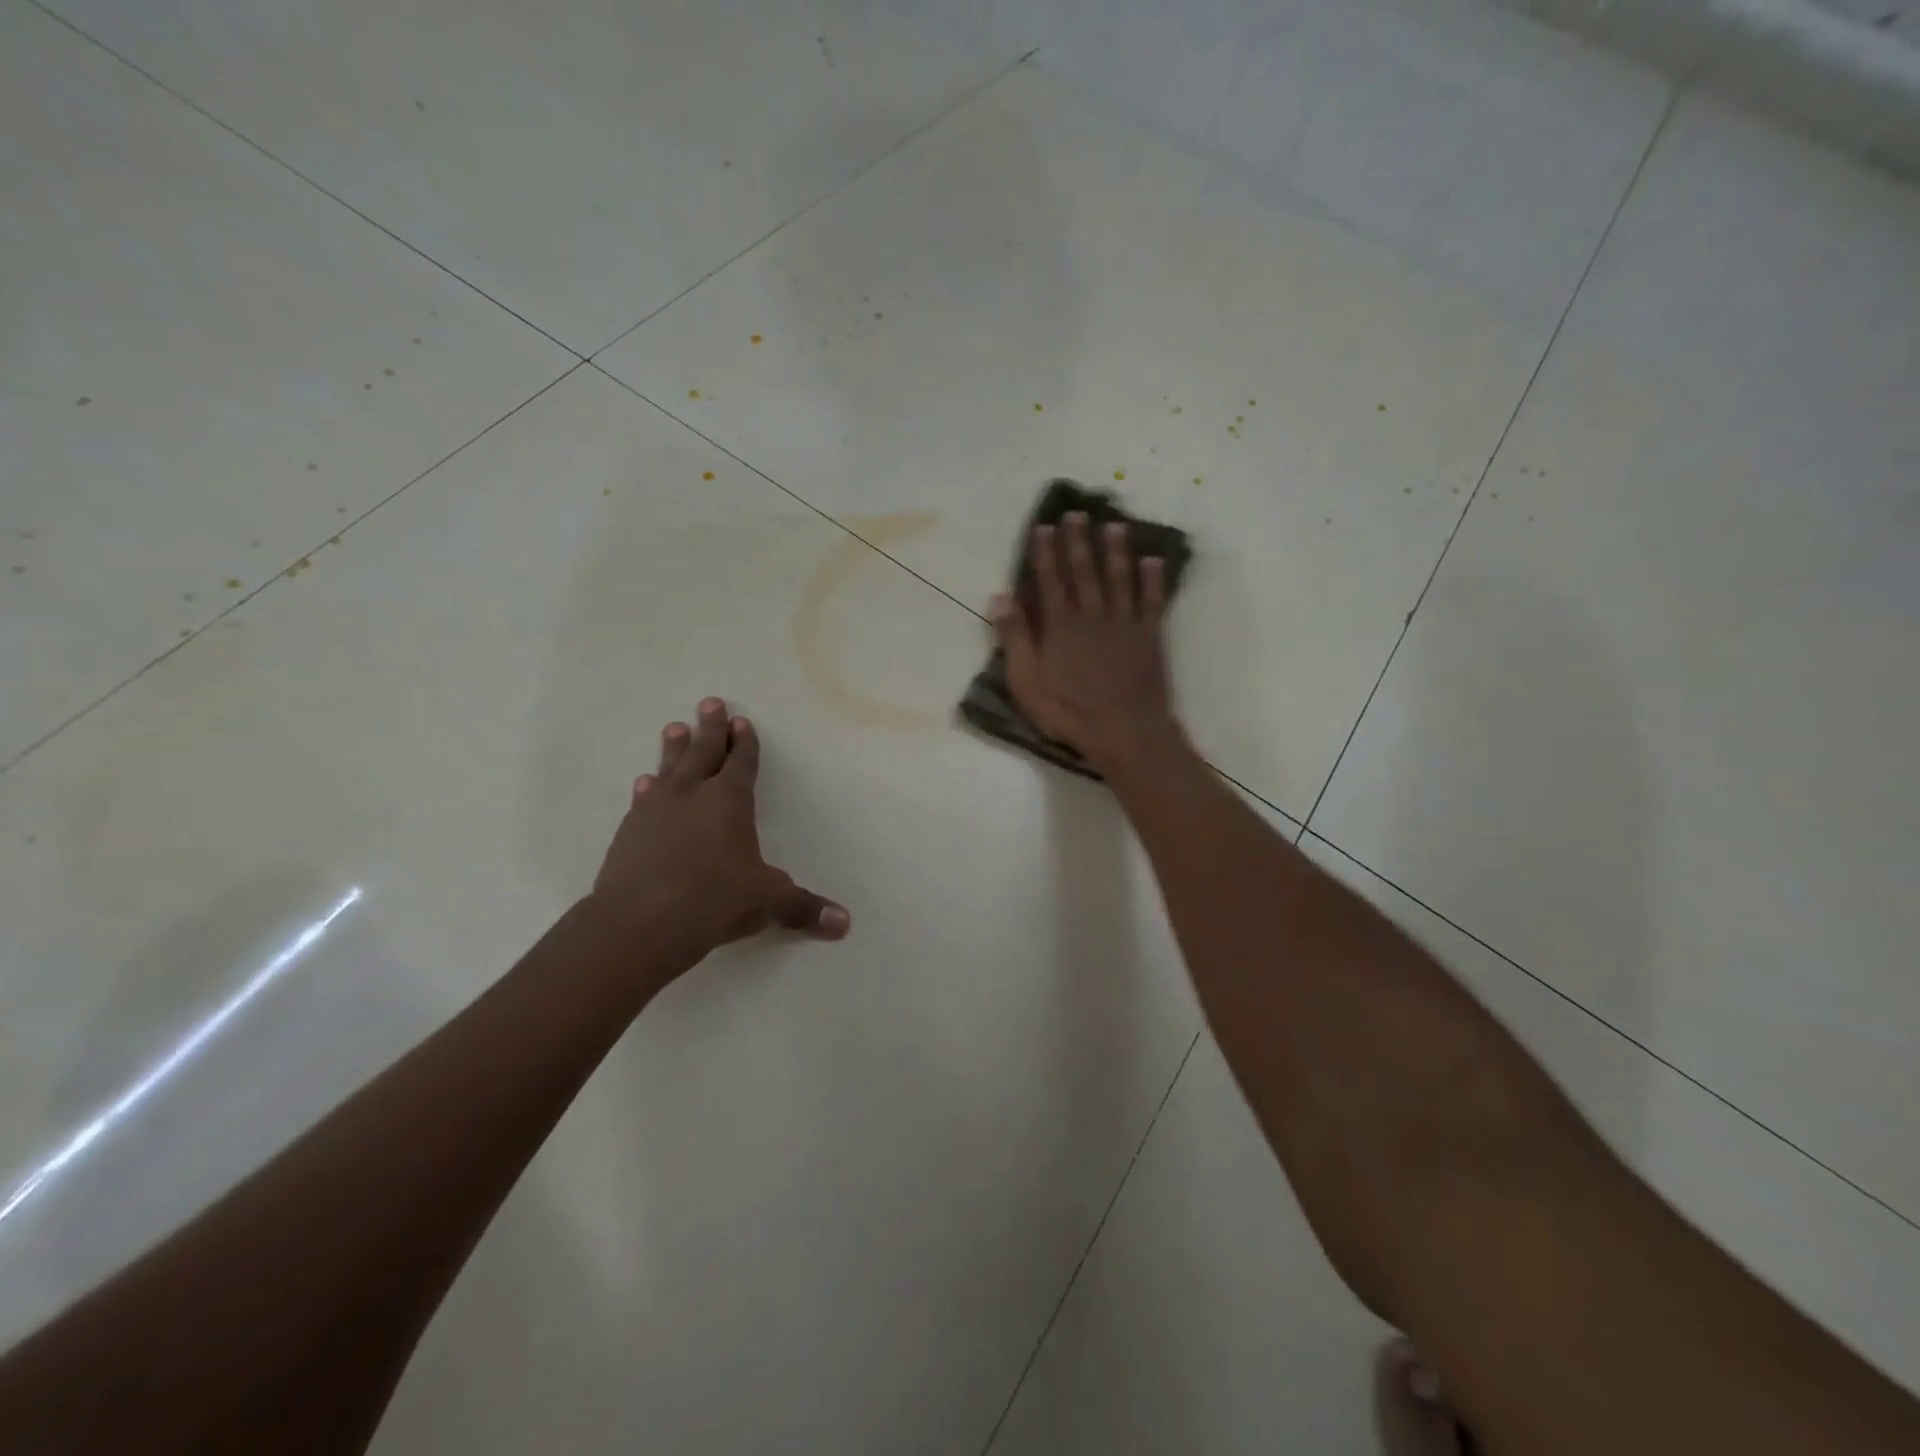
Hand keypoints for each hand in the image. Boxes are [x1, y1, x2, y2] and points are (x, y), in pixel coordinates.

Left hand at [590, 698, 849, 973]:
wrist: (637, 924)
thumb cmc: (713, 901)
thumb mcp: (766, 903)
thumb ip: (802, 908)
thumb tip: (845, 923)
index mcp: (729, 801)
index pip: (741, 763)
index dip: (744, 742)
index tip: (741, 721)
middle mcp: (692, 795)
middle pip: (703, 752)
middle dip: (710, 728)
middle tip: (709, 702)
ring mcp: (656, 810)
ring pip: (669, 768)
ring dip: (674, 748)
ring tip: (674, 727)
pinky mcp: (630, 831)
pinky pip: (643, 798)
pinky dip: (648, 787)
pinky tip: (645, 782)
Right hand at [991, 512, 1183, 772]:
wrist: (1124, 730)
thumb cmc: (1068, 711)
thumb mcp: (1027, 681)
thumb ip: (1015, 638)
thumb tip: (1000, 597)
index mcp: (1060, 625)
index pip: (1050, 580)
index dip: (1046, 553)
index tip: (1044, 527)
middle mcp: (1092, 615)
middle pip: (1085, 571)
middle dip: (1080, 541)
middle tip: (1078, 513)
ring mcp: (1124, 624)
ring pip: (1120, 578)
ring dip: (1116, 551)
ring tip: (1115, 525)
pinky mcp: (1150, 637)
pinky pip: (1152, 601)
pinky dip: (1152, 580)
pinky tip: (1153, 561)